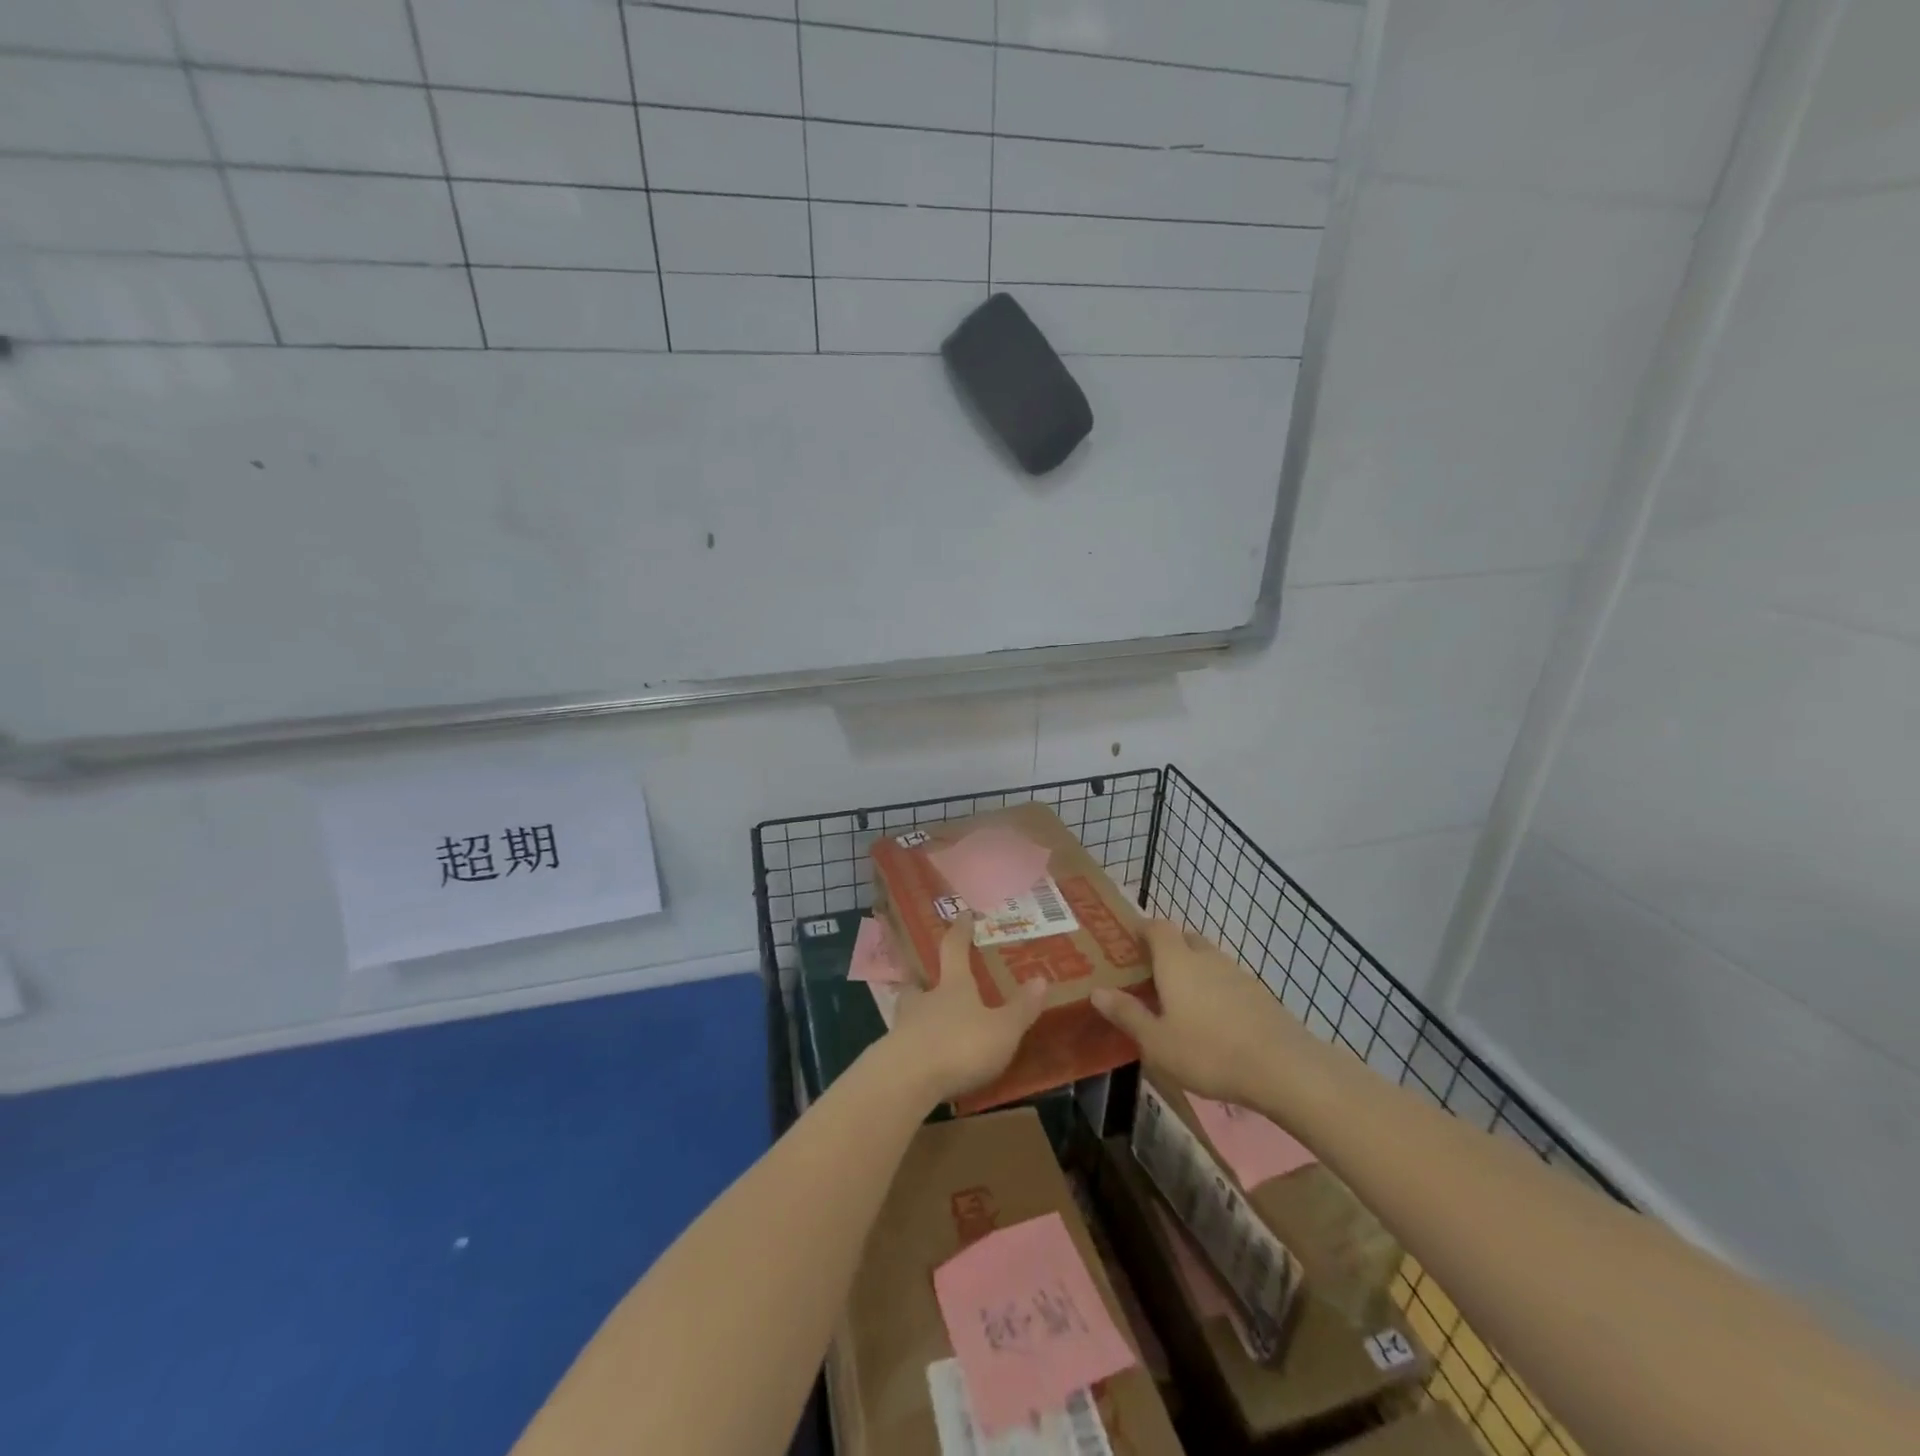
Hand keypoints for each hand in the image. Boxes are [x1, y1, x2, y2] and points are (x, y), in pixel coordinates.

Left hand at [885, 914, 1048, 1103]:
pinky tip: (922, 1060)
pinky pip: (905, 1045)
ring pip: (908, 1012)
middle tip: (929, 981)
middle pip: (920, 982)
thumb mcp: (1001, 1030)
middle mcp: (925, 1000)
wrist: (905, 1081)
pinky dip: (913, 1047)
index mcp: (953, 986)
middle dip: (925, 980)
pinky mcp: (891, 1058)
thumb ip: (1020, 1008)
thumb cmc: (959, 1046)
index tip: (963, 915)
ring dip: (917, 1015)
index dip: (960, 932)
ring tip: (927, 1023)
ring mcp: (904, 1027)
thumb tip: (1041, 978)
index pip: (954, 949)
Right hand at [1091, 919, 1318, 1107]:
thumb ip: (1127, 1014)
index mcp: (1176, 961)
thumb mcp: (1157, 1042)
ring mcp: (1236, 973)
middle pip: (1183, 938)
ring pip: (1206, 959)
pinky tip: (1211, 1020)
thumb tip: (1097, 991)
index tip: (1127, 942)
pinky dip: (1213, 989)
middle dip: (1166, 949)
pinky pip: (1226, 980)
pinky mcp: (1258, 993)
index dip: (1141, 929)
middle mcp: (1205, 957)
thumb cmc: (1208, 1052)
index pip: (1156, 927)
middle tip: (1149, 974)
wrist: (1284, 1068)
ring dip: (1191, 970)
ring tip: (1178, 1000)